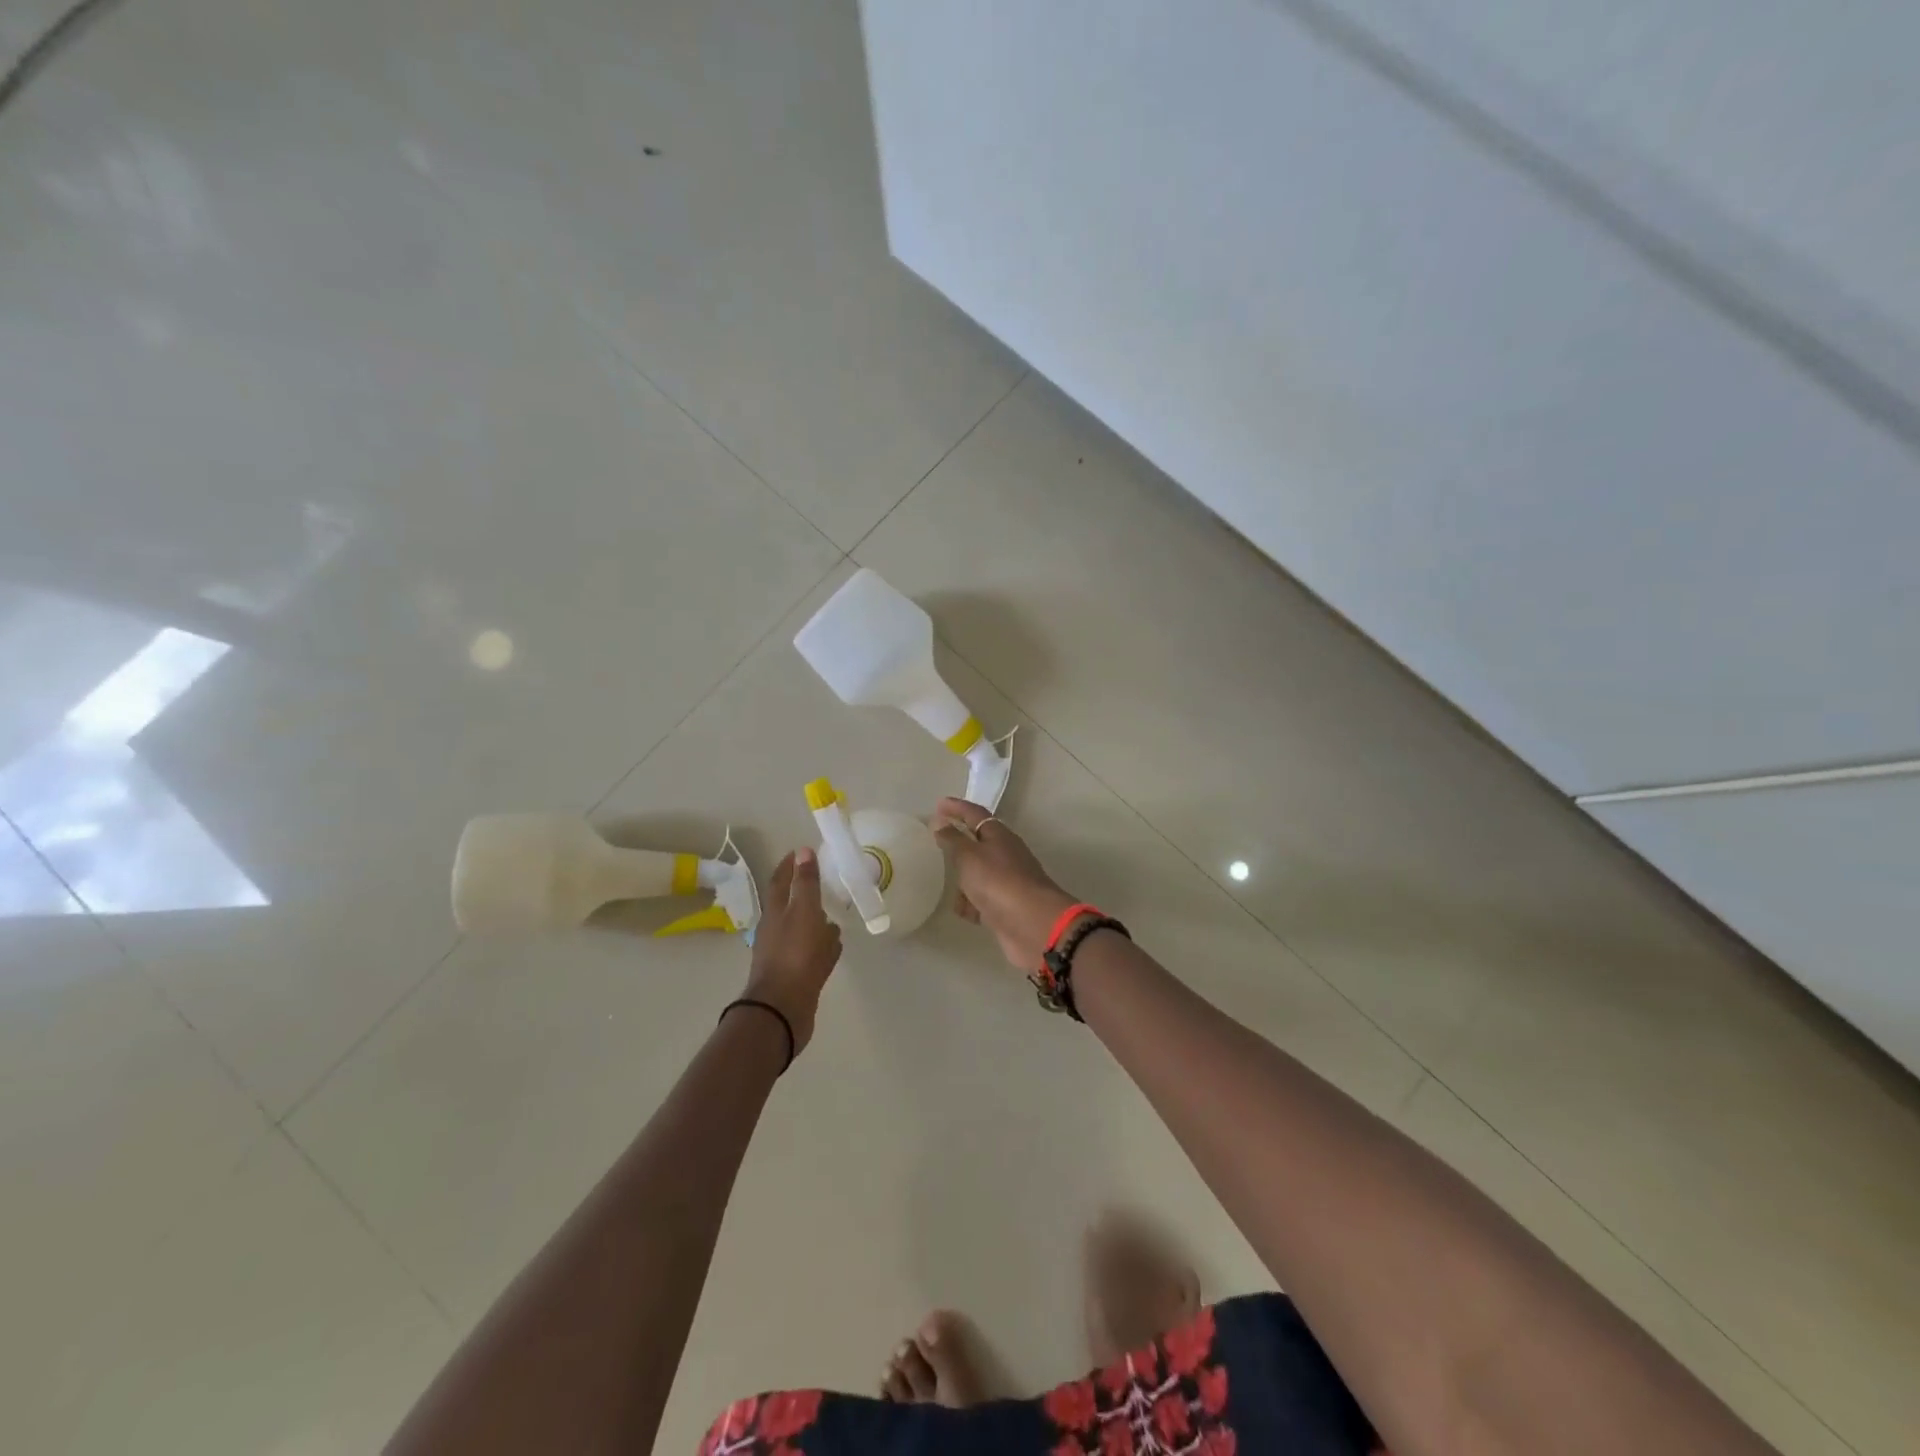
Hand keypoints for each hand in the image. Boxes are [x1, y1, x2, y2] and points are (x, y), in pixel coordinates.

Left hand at [743, 847, 841, 1055]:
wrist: (782, 1009)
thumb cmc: (794, 954)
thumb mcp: (804, 912)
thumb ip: (806, 883)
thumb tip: (803, 851)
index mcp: (776, 913)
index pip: (780, 881)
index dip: (789, 865)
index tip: (800, 851)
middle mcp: (776, 931)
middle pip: (791, 907)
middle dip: (805, 894)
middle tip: (824, 883)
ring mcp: (785, 955)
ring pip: (803, 931)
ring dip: (817, 922)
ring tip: (835, 916)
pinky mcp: (796, 975)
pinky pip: (812, 954)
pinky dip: (822, 947)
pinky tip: (835, 949)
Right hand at [932, 797, 1078, 969]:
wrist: (1032, 924)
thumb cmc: (998, 882)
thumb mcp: (969, 856)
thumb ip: (953, 839)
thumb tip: (940, 821)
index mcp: (999, 836)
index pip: (975, 814)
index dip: (957, 808)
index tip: (939, 804)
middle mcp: (1005, 855)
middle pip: (979, 844)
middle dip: (959, 843)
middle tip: (936, 842)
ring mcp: (1007, 882)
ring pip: (980, 874)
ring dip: (964, 877)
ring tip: (942, 880)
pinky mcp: (1006, 908)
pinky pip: (982, 900)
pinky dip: (971, 903)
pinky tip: (961, 910)